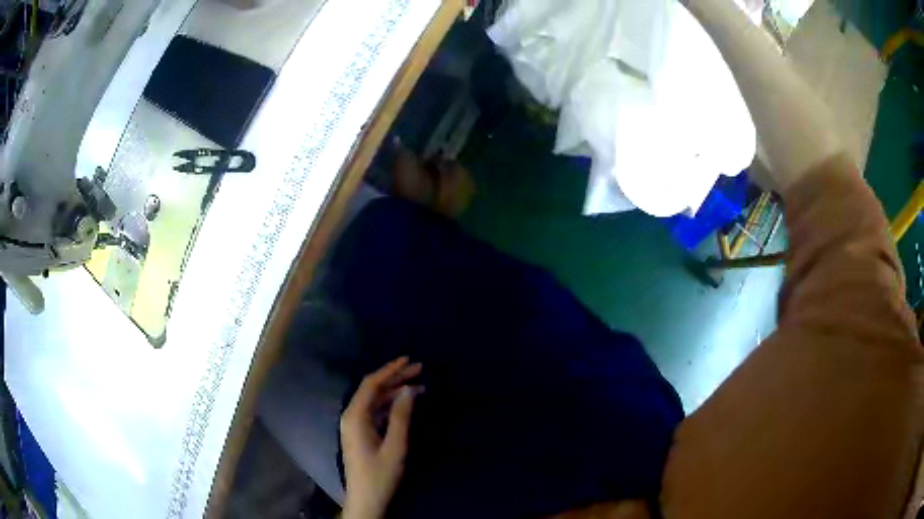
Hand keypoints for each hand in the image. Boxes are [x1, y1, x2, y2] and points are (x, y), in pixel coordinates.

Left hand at [341, 357, 422, 518]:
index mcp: (355, 417)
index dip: (389, 370)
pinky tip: (405, 403)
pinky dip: (390, 405)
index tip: (408, 359)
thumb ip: (401, 416)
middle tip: (419, 369)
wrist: (366, 499)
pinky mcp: (360, 434)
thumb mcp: (395, 446)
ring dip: (394, 391)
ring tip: (418, 384)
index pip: (371, 384)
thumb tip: (409, 390)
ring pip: (374, 400)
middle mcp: (351, 416)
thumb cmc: (379, 474)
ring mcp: (354, 425)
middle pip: (372, 390)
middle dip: (395, 378)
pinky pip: (375, 411)